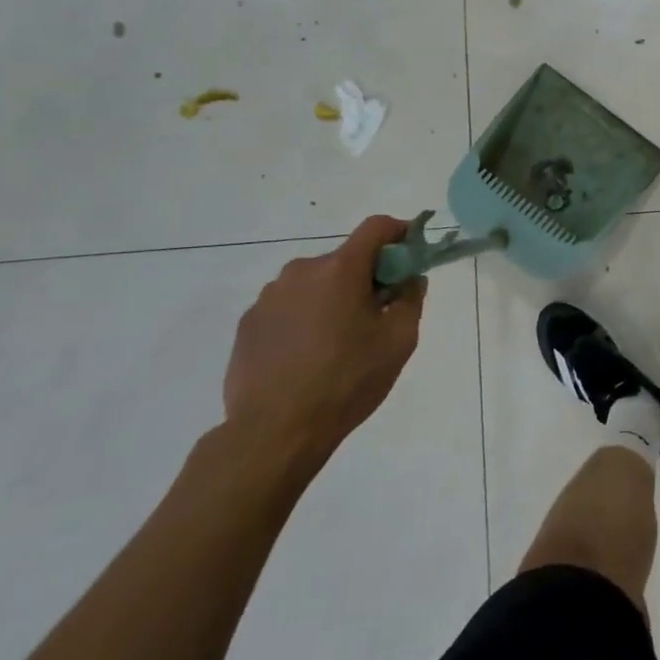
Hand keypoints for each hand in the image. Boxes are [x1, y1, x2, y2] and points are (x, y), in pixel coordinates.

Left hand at [224, 215, 426, 465]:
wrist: (274, 432)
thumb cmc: (347, 381)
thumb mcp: (399, 340)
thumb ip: (411, 299)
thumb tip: (409, 278)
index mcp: (340, 269)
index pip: (376, 227)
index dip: (400, 233)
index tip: (411, 254)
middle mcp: (300, 272)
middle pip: (345, 260)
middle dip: (366, 278)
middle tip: (378, 315)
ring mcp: (268, 297)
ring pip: (314, 284)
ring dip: (333, 299)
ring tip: (338, 343)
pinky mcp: (248, 324)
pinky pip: (288, 308)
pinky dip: (305, 319)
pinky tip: (308, 357)